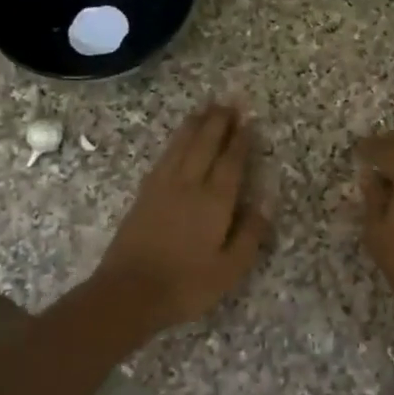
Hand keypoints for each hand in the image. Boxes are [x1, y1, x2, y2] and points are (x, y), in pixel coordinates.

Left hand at [91, 102, 271, 330]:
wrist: (128, 292)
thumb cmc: (186, 285)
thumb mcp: (230, 269)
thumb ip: (250, 235)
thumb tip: (265, 204)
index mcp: (214, 202)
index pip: (230, 162)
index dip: (240, 140)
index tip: (247, 120)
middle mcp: (188, 186)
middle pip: (204, 145)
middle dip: (217, 122)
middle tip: (228, 102)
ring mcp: (162, 188)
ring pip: (181, 146)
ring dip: (194, 125)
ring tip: (204, 109)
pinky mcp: (143, 196)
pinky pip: (163, 158)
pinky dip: (174, 143)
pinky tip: (177, 141)